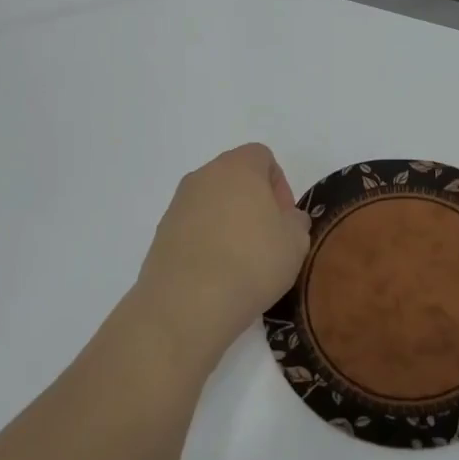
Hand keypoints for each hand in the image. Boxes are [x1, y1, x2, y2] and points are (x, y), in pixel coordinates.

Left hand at [129, 144, 311, 368]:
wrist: (187, 303)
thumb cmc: (252, 262)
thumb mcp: (295, 243)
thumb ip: (297, 222)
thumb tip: (287, 219)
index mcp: (238, 167)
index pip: (262, 156)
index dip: (279, 184)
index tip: (284, 219)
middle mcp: (203, 176)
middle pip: (234, 178)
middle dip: (253, 202)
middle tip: (267, 239)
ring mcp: (178, 204)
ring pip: (212, 202)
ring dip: (229, 222)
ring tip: (241, 261)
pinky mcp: (161, 233)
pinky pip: (193, 227)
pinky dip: (207, 241)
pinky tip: (217, 273)